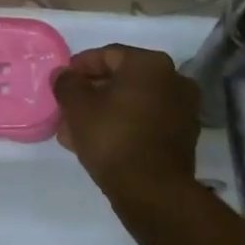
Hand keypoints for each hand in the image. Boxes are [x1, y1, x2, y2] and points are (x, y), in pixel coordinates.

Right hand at [52, 45, 199, 195]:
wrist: (152, 190)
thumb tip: (63, 74)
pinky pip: (146, 122)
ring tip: (76, 132)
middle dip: (91, 94)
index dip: (79, 67)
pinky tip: (99, 143)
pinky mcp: (183, 136)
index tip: (61, 83)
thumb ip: (67, 83)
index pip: (107, 55)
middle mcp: (174, 78)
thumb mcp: (78, 107)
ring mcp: (183, 108)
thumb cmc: (112, 137)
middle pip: (122, 80)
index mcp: (150, 63)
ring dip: (104, 113)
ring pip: (133, 103)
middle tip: (67, 110)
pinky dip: (124, 126)